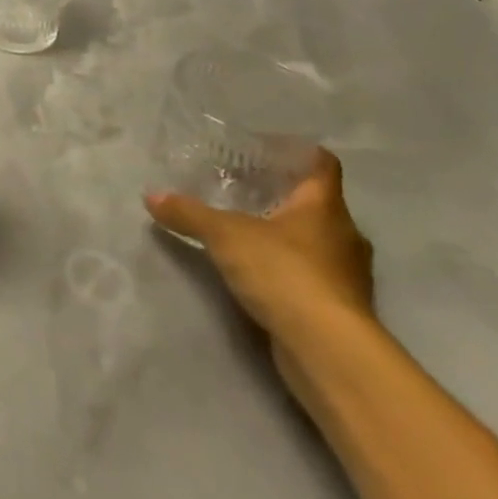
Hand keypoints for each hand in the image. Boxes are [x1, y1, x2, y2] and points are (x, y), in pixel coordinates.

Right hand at [143, 148, 375, 380]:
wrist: (327, 348)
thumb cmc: (283, 272)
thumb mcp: (224, 235)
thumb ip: (188, 213)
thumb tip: (151, 196)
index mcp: (324, 206)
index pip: (320, 163)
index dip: (293, 151)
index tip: (260, 150)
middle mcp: (344, 234)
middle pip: (315, 202)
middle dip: (279, 195)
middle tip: (239, 189)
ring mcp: (346, 274)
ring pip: (314, 240)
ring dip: (283, 234)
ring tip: (242, 231)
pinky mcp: (339, 306)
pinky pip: (311, 273)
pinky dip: (286, 267)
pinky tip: (257, 272)